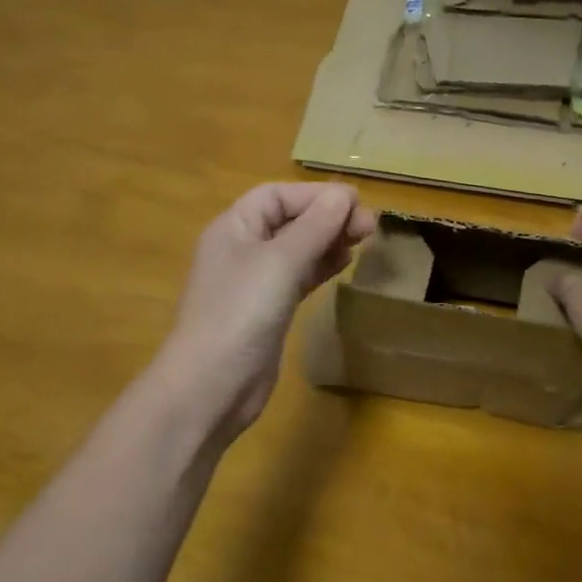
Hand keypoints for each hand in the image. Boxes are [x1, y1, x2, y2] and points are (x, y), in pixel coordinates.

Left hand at [160, 182, 375, 440]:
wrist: (212, 386)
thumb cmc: (241, 313)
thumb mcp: (280, 262)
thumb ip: (314, 227)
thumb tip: (343, 194)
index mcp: (234, 228)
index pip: (277, 196)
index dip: (315, 195)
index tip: (356, 202)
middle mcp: (242, 249)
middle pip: (289, 220)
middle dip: (328, 217)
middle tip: (370, 225)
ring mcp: (255, 283)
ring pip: (297, 249)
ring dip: (329, 241)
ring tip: (364, 239)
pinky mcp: (268, 311)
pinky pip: (298, 277)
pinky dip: (321, 267)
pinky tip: (345, 264)